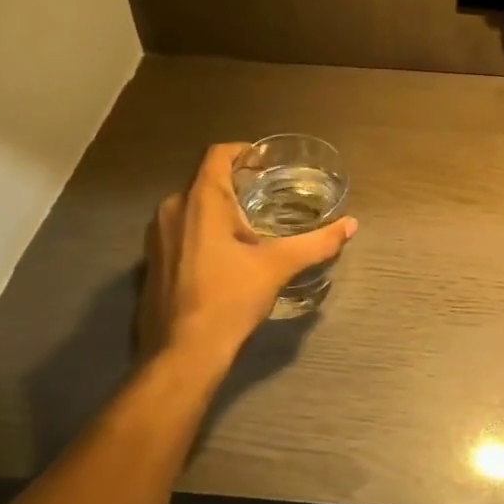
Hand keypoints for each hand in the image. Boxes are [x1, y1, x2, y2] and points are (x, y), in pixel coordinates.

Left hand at [138, 142, 356, 368]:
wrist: (183, 352)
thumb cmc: (230, 298)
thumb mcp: (278, 266)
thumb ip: (316, 242)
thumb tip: (351, 225)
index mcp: (201, 200)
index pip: (218, 153)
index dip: (243, 151)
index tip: (267, 163)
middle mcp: (172, 208)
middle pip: (205, 179)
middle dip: (236, 183)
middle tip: (268, 195)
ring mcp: (157, 235)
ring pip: (192, 205)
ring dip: (218, 208)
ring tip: (251, 224)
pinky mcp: (152, 260)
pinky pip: (181, 228)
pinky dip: (203, 229)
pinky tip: (226, 253)